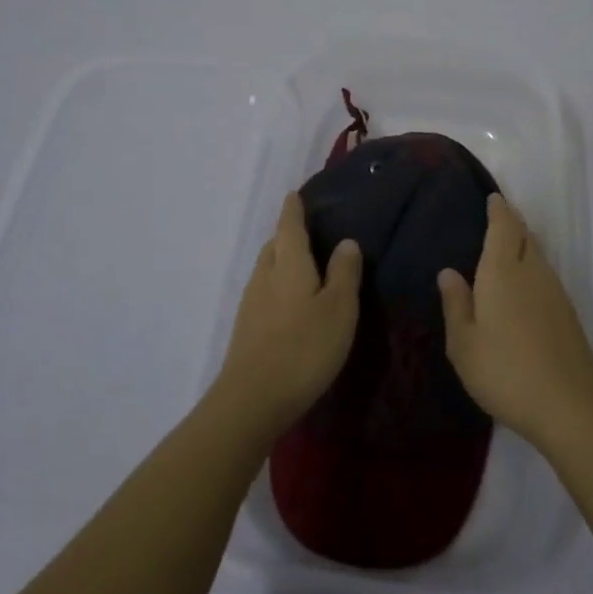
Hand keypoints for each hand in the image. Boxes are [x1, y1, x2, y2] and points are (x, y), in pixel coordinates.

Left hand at [214, 192, 360, 439]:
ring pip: (267, 269)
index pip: (289, 225)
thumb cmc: (304, 348)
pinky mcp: (246, 328)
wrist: (252, 400)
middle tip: (309, 230)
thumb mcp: (339, 309)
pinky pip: (264, 291)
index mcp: (288, 263)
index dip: (293, 208)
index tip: (295, 194)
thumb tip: (346, 241)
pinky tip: (291, 301)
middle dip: (288, 234)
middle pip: (275, 245)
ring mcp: (251, 303)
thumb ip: (344, 273)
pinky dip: (278, 285)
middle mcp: (265, 275)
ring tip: (304, 264)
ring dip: (282, 260)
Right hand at [439, 193, 592, 451]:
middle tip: (498, 215)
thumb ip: (456, 304)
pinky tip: (525, 282)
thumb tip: (448, 271)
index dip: (499, 210)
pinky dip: (533, 265)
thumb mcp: (464, 344)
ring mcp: (555, 291)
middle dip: (512, 221)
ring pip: (538, 254)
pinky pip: (546, 273)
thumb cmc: (505, 371)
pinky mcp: (568, 312)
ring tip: (509, 243)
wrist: (570, 406)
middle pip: (524, 235)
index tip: (493, 198)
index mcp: (502, 272)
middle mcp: (532, 272)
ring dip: (524, 242)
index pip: (503, 227)